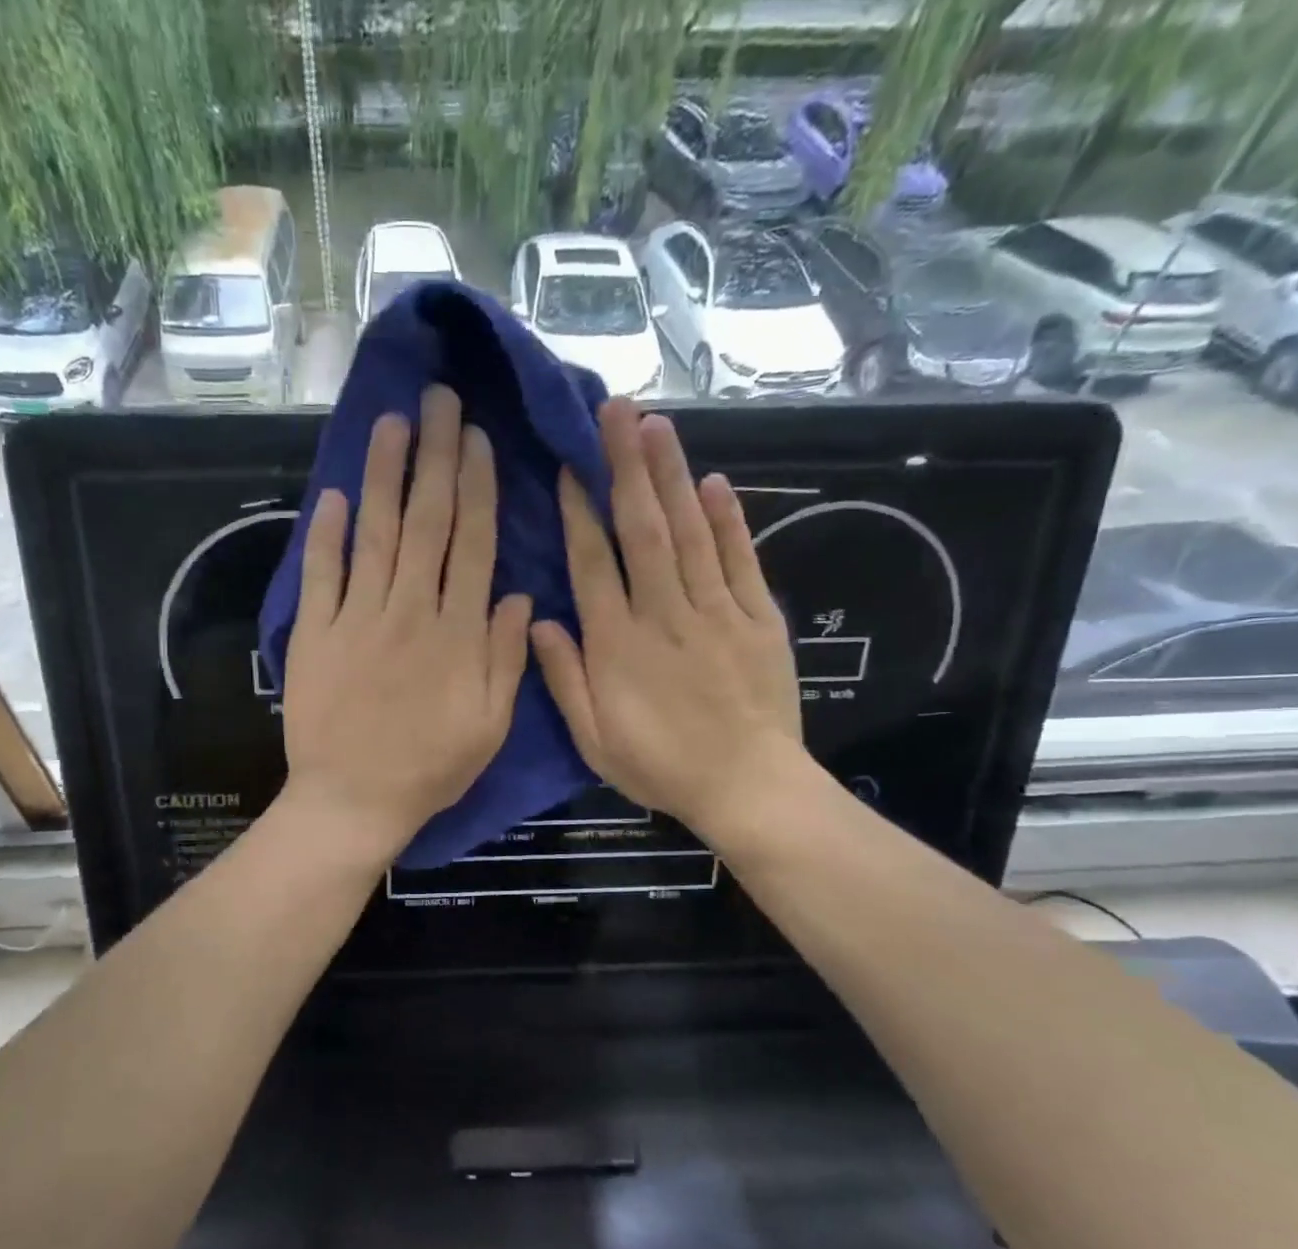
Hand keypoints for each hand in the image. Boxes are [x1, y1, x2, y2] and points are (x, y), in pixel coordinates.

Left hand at [280, 385, 531, 863]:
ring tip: (391, 422)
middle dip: (434, 457)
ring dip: (384, 475)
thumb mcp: (489, 726)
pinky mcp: (315, 634)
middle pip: (426, 522)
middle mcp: (409, 611)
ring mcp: (357, 618)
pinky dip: (325, 533)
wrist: (353, 801)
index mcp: (457, 632)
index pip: (471, 544)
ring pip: (375, 533)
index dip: (477, 487)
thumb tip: (518, 595)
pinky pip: (321, 574)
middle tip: (438, 400)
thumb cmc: (429, 768)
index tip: (477, 439)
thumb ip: (505, 658)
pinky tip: (333, 495)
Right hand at [530, 399, 808, 843]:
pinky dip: (728, 520)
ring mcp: (716, 612)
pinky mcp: (757, 619)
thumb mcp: (594, 738)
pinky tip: (714, 482)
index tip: (569, 466)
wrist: (747, 787)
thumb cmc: (660, 767)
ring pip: (689, 532)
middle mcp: (664, 614)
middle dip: (626, 467)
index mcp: (618, 644)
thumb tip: (540, 620)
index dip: (578, 512)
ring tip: (655, 425)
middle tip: (615, 411)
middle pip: (643, 530)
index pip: (593, 564)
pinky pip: (739, 560)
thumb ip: (564, 678)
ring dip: (671, 476)